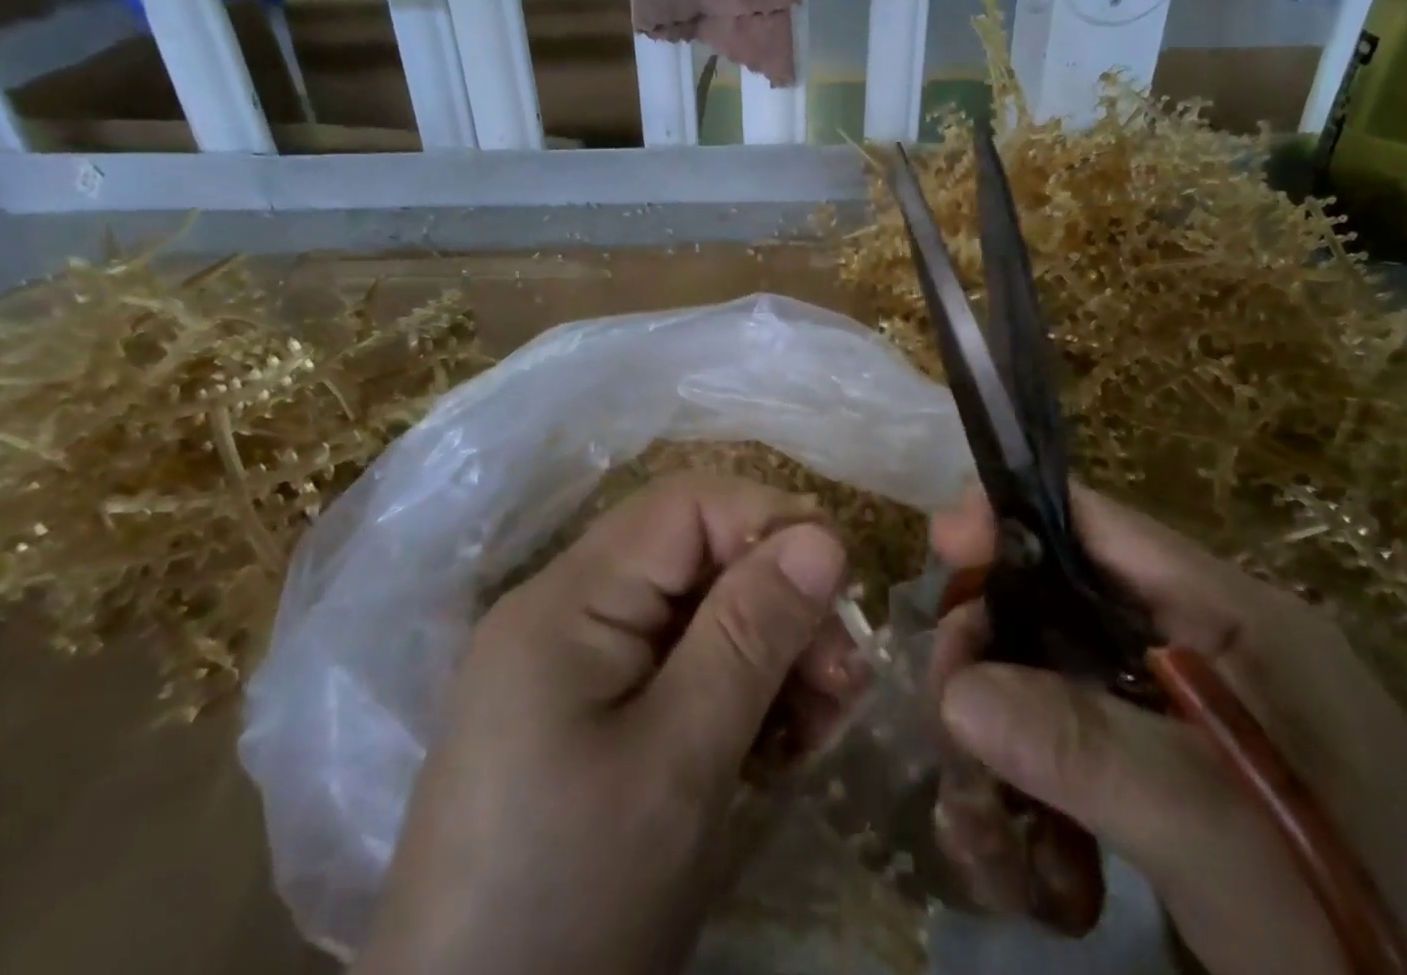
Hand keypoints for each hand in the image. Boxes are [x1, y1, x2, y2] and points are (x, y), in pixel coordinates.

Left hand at [355, 473, 854, 974]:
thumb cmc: (572, 901)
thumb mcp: (679, 763)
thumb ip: (750, 636)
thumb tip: (823, 536)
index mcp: (567, 600)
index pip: (684, 506)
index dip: (768, 523)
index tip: (840, 587)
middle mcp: (563, 610)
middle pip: (692, 558)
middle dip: (776, 600)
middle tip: (843, 677)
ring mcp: (569, 665)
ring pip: (692, 613)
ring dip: (766, 650)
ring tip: (823, 718)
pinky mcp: (583, 715)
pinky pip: (674, 667)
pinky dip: (733, 690)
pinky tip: (778, 741)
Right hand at [930, 486, 1406, 974]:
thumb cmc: (1380, 931)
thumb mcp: (1228, 837)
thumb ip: (1096, 752)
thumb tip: (955, 692)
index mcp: (1226, 614)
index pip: (1092, 520)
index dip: (1006, 518)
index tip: (938, 552)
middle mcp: (1195, 645)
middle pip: (1052, 601)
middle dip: (986, 653)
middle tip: (947, 722)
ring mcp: (1178, 713)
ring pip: (1045, 681)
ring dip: (994, 744)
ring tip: (981, 835)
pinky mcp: (1166, 778)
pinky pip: (1065, 750)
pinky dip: (1026, 796)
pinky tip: (1023, 867)